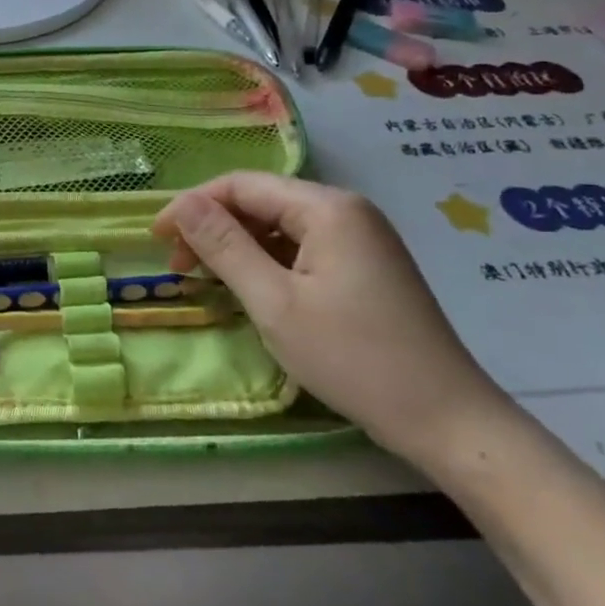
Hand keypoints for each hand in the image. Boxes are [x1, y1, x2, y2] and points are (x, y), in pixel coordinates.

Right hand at [153, 173, 512, 465]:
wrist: (447, 420)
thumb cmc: (354, 358)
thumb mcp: (274, 303)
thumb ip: (224, 247)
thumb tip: (180, 205)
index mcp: (327, 208)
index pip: (242, 185)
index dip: (192, 206)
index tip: (156, 240)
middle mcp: (347, 210)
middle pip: (262, 201)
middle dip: (213, 227)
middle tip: (178, 268)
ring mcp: (361, 238)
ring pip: (280, 226)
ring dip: (237, 246)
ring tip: (206, 280)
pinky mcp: (366, 266)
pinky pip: (303, 248)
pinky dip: (267, 262)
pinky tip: (249, 288)